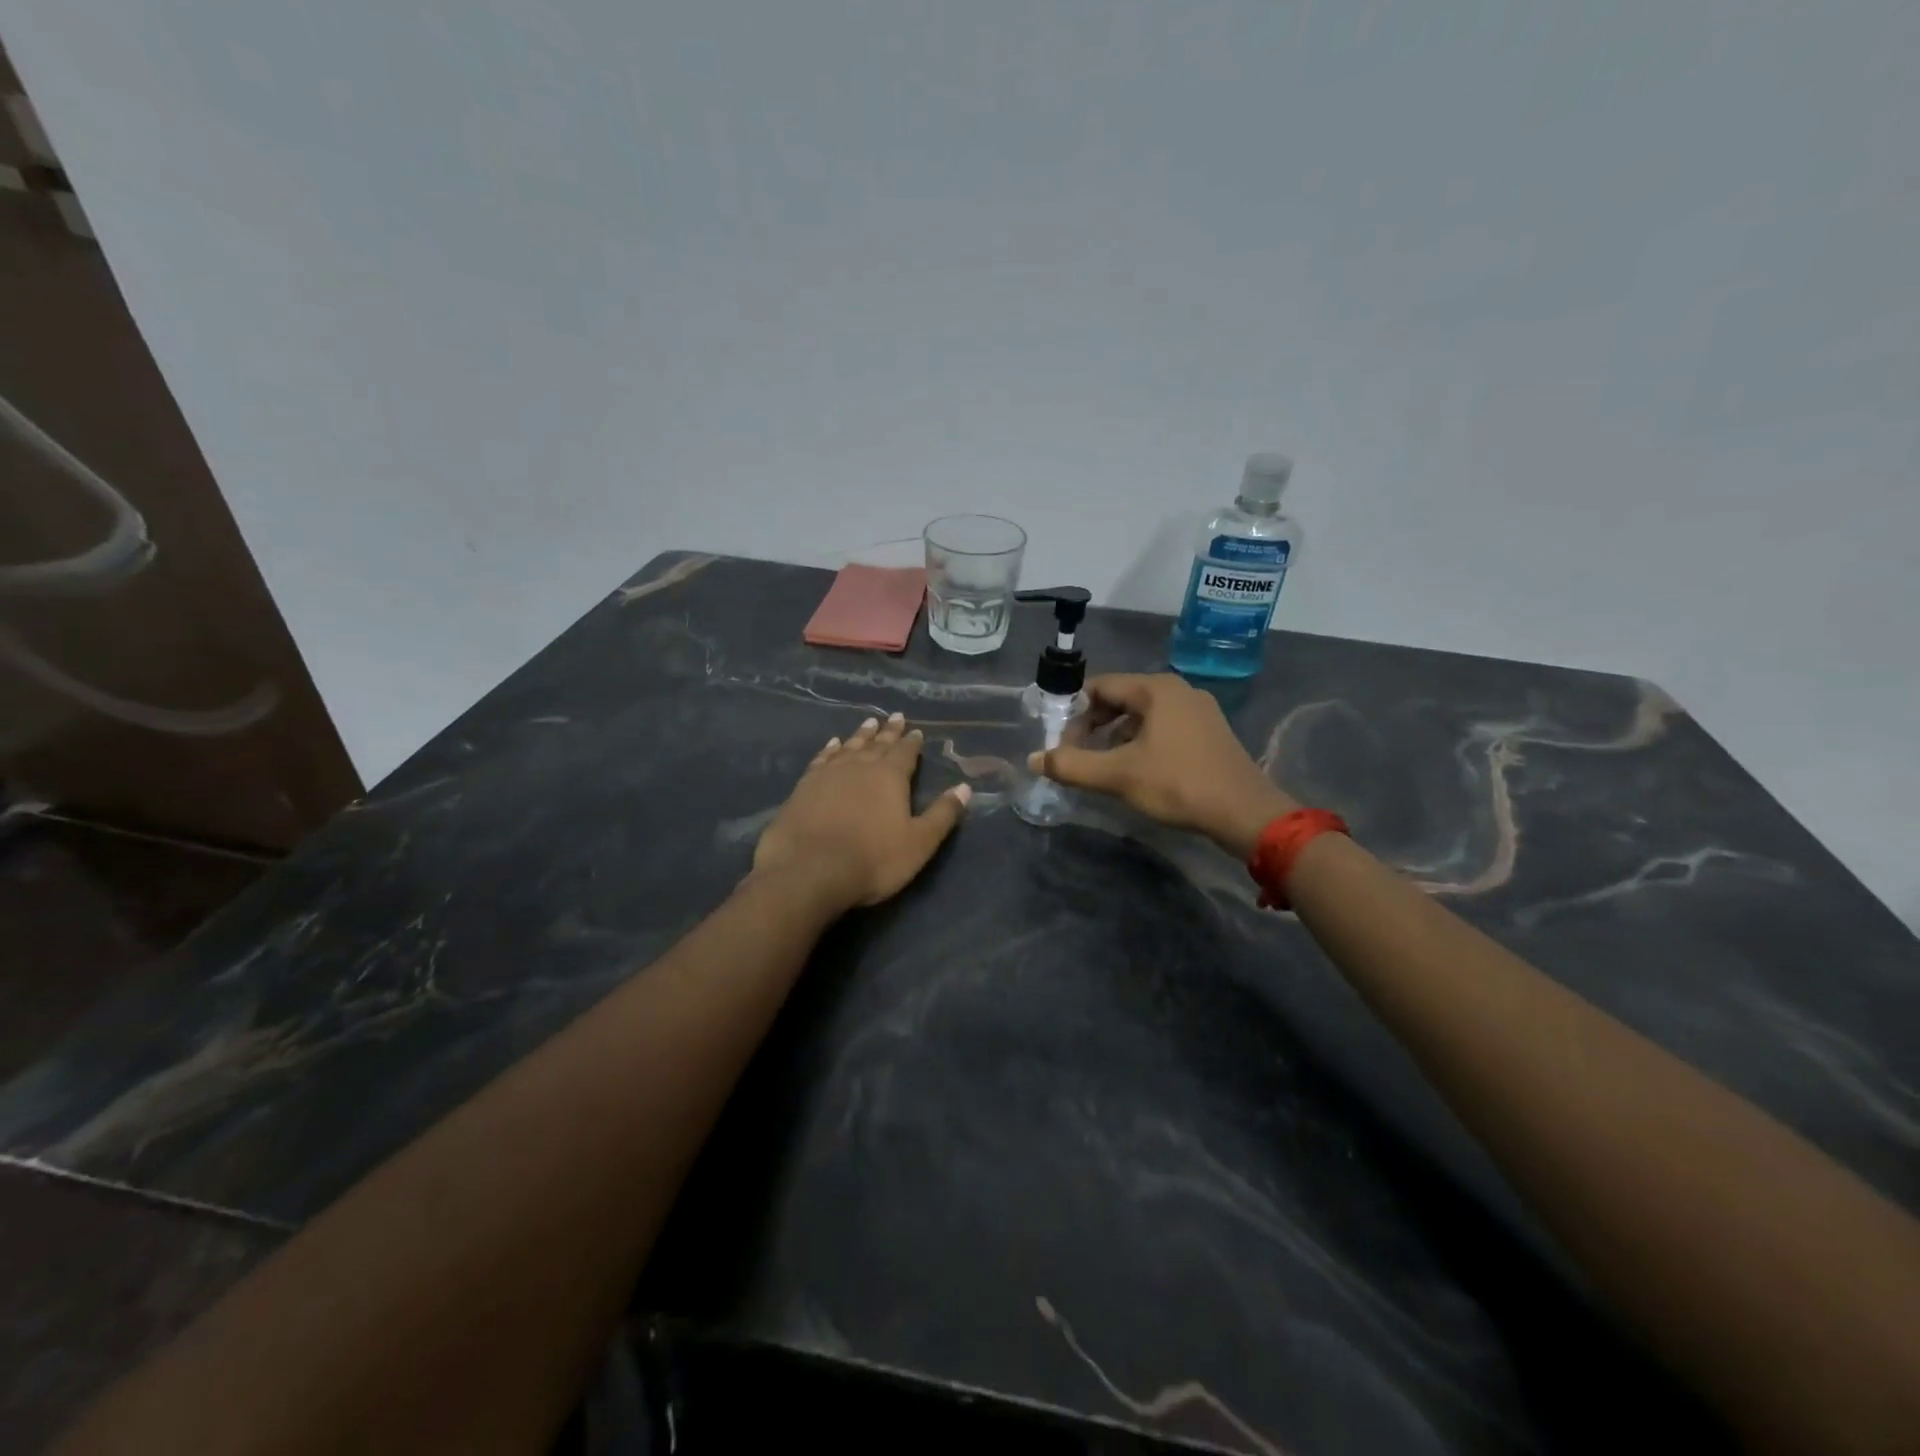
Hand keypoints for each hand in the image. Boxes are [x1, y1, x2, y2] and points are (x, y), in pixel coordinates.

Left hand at [754, 712, 971, 911]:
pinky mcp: (804, 786)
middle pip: (878, 744)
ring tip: (869, 722)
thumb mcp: (919, 842)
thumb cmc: (873, 859)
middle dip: (888, 731)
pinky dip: (829, 749)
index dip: (912, 742)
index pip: (905, 752)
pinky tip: (832, 745)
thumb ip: (942, 814)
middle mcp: (860, 766)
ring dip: (860, 734)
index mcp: (890, 777)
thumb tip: (964, 787)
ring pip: (849, 746)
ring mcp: (829, 774)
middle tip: (894, 716)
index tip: (916, 730)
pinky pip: (822, 759)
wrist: (809, 870)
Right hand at [1030, 673, 1296, 858]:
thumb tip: (1034, 759)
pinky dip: (1141, 742)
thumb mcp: (1117, 776)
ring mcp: (1198, 710)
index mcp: (1156, 689)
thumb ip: (1072, 765)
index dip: (1073, 712)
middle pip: (1121, 698)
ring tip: (1102, 766)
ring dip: (1116, 736)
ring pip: (1142, 715)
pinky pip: (1163, 727)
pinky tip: (1136, 770)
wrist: (1245, 813)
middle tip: (1078, 754)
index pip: (1100, 686)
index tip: (1061, 741)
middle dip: (1093, 725)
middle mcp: (1178, 690)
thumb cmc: (1178, 785)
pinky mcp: (1209, 732)